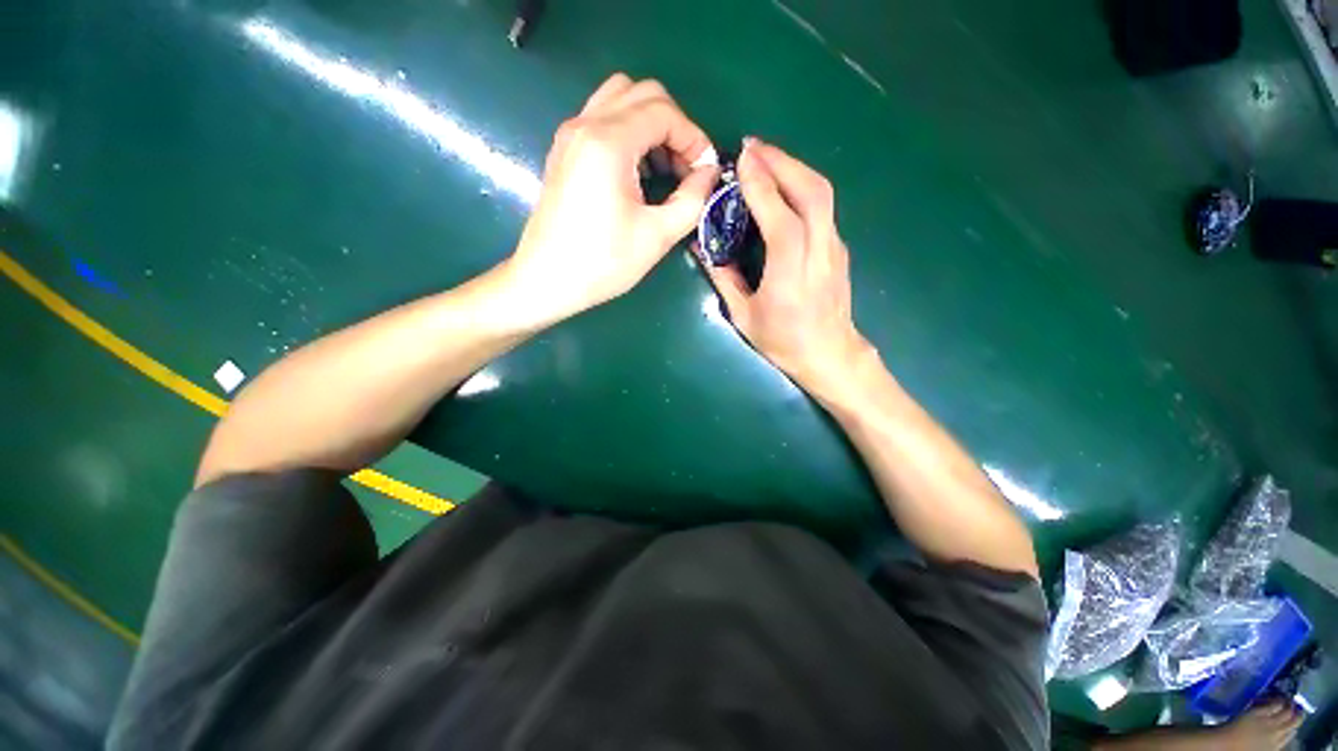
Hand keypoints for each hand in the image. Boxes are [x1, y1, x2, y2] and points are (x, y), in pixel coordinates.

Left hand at [504, 73, 718, 325]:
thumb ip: (693, 199)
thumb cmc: (603, 262)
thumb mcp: (657, 235)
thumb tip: (709, 174)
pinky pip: (603, 119)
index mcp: (608, 142)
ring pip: (620, 99)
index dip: (694, 137)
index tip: (705, 171)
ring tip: (664, 169)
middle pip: (643, 93)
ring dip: (651, 125)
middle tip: (686, 168)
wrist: (547, 280)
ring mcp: (570, 135)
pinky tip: (638, 172)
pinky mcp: (564, 151)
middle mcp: (585, 125)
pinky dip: (629, 133)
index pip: (663, 111)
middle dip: (675, 126)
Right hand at [703, 139, 872, 395]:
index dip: (762, 186)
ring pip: (822, 194)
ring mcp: (834, 248)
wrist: (830, 354)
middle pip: (812, 192)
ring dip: (794, 168)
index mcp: (790, 275)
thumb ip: (723, 278)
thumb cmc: (782, 341)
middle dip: (782, 162)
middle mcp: (818, 253)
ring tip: (765, 157)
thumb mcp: (743, 316)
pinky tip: (783, 184)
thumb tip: (702, 246)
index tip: (741, 159)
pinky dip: (802, 185)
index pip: (780, 219)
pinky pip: (823, 206)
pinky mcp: (838, 247)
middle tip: (752, 147)